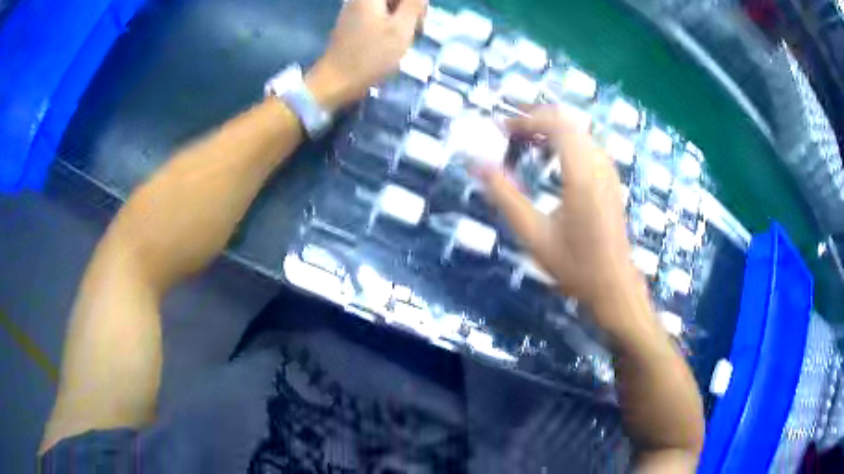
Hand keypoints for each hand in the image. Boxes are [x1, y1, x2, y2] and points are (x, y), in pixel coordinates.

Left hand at [306, 0, 426, 110]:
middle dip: (410, 8)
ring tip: (405, 38)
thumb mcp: (401, 28)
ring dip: (402, 18)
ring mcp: (355, 10)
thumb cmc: (371, 55)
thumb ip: (414, 3)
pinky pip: (379, 16)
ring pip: (389, 6)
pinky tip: (392, 40)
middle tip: (416, 30)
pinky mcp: (353, 23)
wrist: (337, 81)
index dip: (417, 3)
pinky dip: (390, 24)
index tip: (420, 18)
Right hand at [479, 106, 639, 309]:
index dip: (526, 120)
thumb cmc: (575, 266)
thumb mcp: (534, 235)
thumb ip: (505, 197)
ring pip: (578, 130)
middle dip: (534, 119)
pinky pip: (585, 144)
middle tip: (507, 133)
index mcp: (582, 176)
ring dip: (548, 129)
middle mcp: (599, 165)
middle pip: (567, 121)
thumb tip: (478, 167)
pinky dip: (563, 141)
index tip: (500, 130)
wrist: (614, 284)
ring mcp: (608, 170)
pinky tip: (548, 158)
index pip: (557, 125)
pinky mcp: (610, 178)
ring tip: (522, 143)